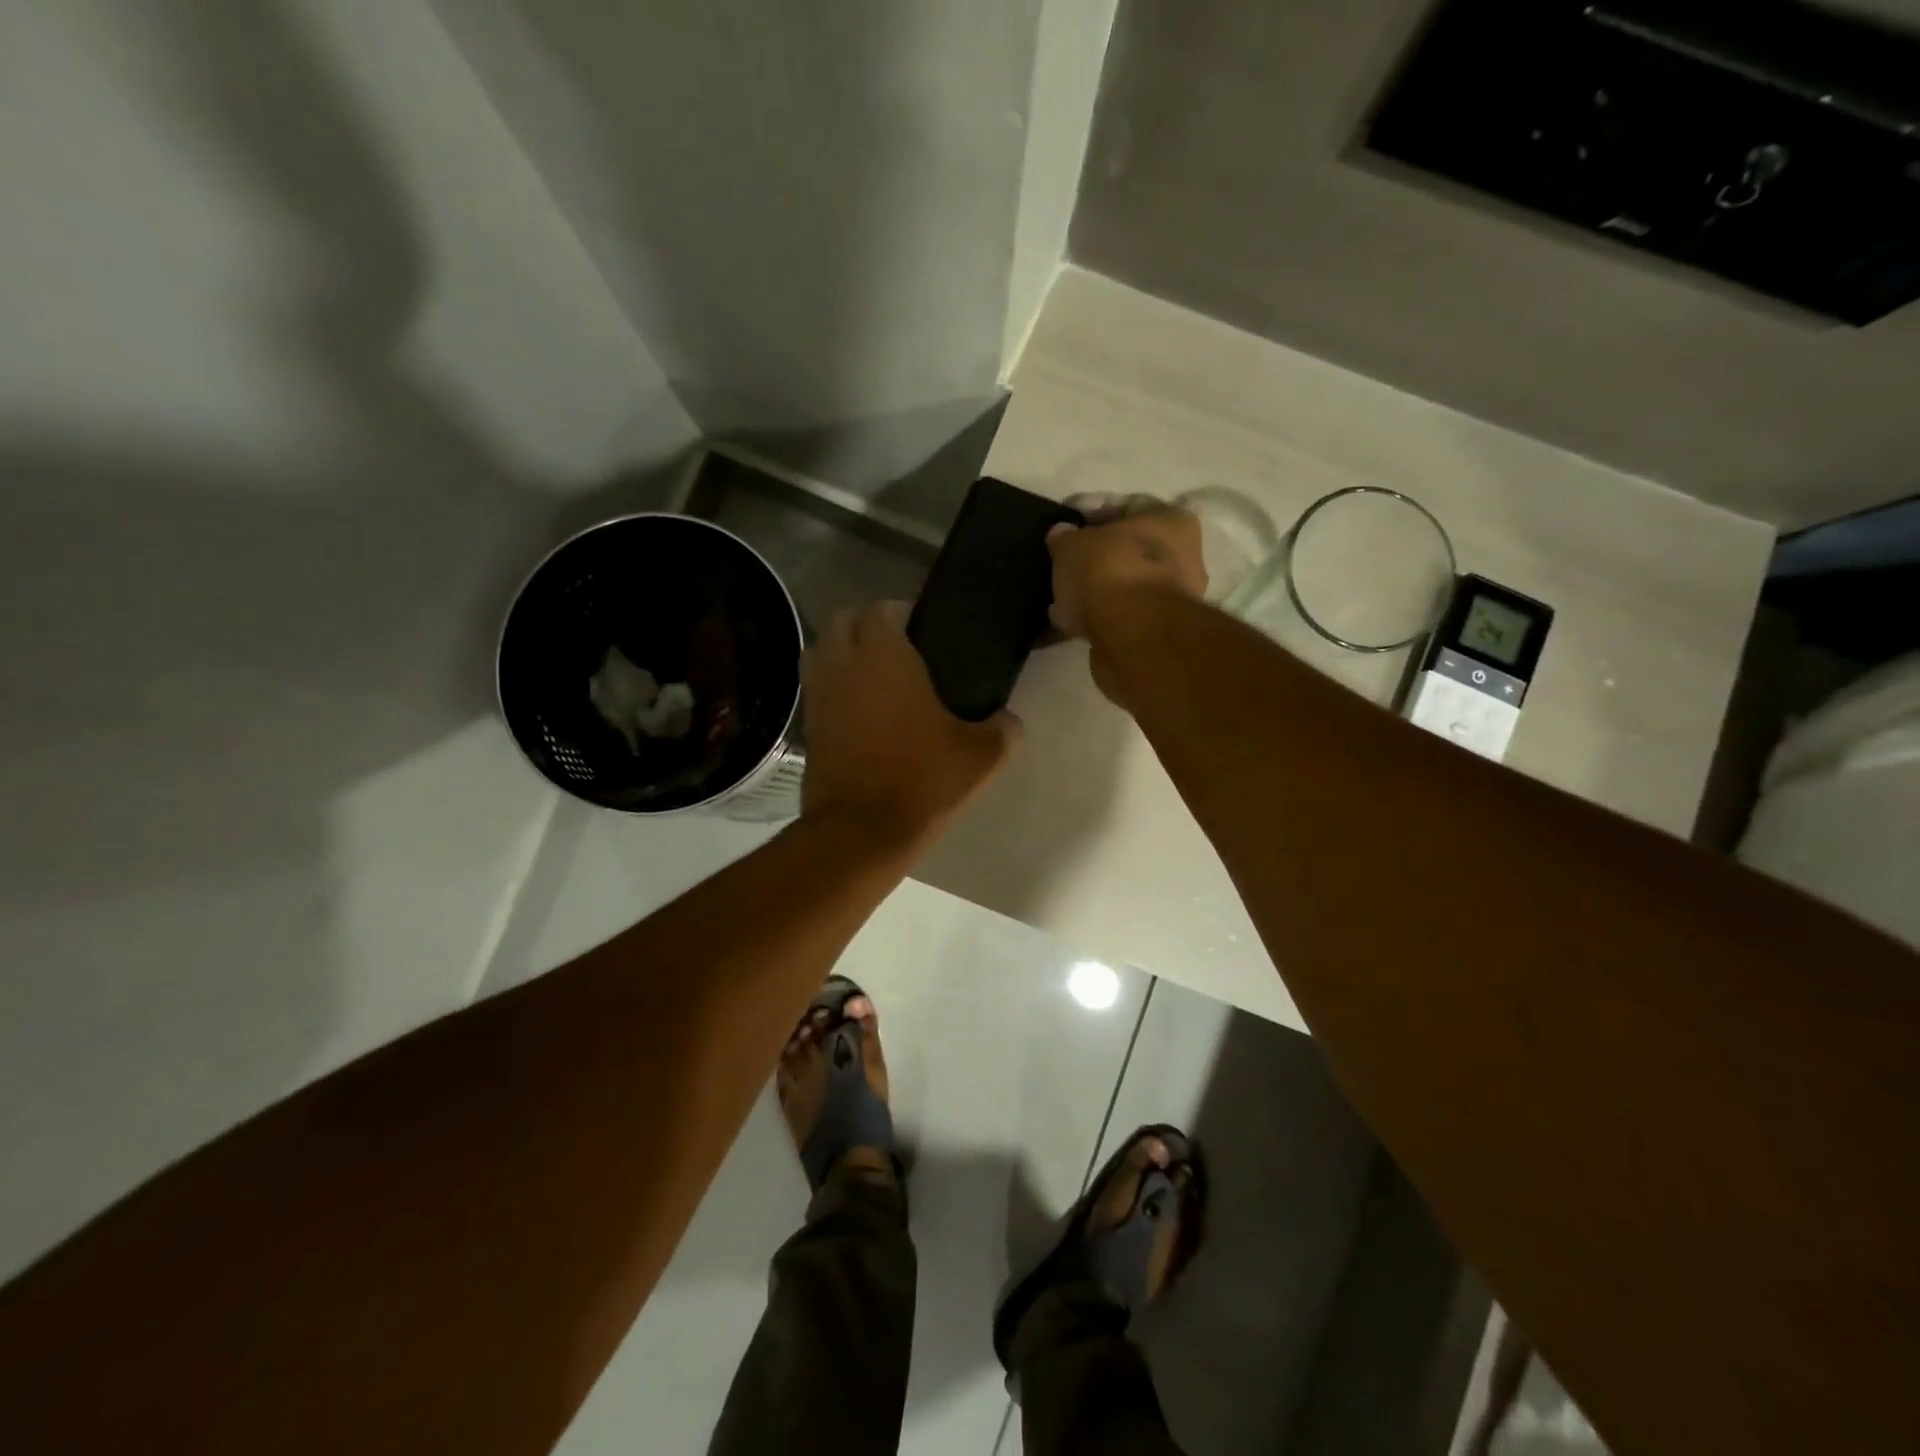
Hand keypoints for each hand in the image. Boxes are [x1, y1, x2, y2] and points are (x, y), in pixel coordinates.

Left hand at [800, 602, 1021, 849]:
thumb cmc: (922, 782)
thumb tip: (1008, 720)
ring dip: (842, 651)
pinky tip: (859, 711)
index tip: (924, 631)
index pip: (882, 609)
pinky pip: (815, 688)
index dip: (901, 613)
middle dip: (867, 625)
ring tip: (873, 675)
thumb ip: (1002, 730)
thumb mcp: (980, 757)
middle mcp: (843, 665)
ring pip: (820, 650)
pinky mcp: (807, 726)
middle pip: (843, 620)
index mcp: (884, 657)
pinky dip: (832, 686)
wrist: (860, 833)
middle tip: (899, 650)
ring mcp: (818, 695)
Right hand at [1046, 494, 1206, 641]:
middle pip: (1129, 550)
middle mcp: (1182, 556)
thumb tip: (1062, 536)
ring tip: (1060, 597)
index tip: (1065, 522)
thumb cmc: (1109, 570)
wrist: (1132, 634)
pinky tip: (1069, 622)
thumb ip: (1064, 537)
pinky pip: (1119, 616)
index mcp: (1171, 520)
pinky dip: (1097, 617)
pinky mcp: (1156, 632)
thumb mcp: (1072, 544)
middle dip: (1095, 556)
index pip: (1127, 506)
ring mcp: (1172, 598)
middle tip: (1062, 562)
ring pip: (1124, 586)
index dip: (1091, 511)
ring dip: (1095, 590)